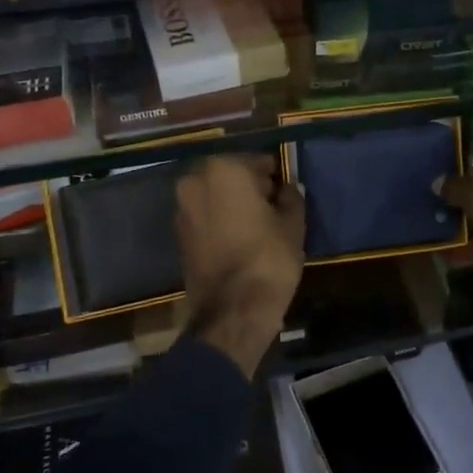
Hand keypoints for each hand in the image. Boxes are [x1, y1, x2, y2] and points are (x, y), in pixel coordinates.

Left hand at [177, 153, 305, 377]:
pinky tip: (240, 238)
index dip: (275, 177)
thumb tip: (289, 188)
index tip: (286, 192)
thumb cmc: (268, 258)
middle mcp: (195, 181)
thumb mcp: (293, 224)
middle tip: (274, 207)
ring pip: (215, 196)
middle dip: (251, 187)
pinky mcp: (179, 235)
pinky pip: (205, 216)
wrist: (232, 311)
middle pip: (231, 176)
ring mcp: (182, 208)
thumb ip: (291, 198)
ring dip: (233, 203)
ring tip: (258, 225)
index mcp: (224, 170)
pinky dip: (220, 220)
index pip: (257, 162)